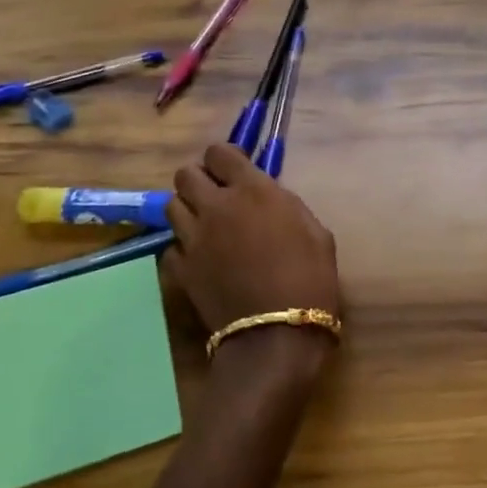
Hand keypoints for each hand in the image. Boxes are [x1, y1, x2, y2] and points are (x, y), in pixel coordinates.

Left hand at [163, 143, 342, 369]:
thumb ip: (284, 204)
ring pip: (172, 205)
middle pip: (186, 174)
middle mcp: (216, 206)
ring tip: (205, 224)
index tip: (234, 169)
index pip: (219, 152)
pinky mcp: (181, 269)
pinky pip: (172, 245)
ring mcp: (193, 238)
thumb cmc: (310, 278)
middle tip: (216, 195)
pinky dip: (183, 247)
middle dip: (199, 179)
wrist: (277, 335)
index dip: (224, 158)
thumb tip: (268, 198)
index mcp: (253, 190)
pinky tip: (200, 257)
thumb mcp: (314, 230)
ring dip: (187, 209)